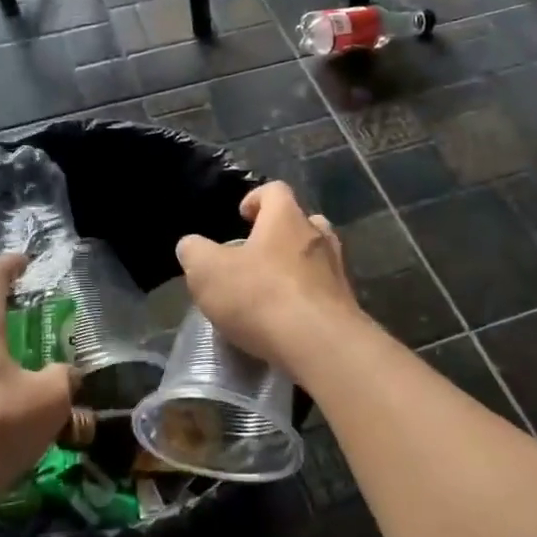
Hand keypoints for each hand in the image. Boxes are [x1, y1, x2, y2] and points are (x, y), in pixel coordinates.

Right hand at [175, 182, 361, 367]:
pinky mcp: (346, 306)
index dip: (256, 198)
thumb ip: (194, 253)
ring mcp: (337, 271)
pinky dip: (307, 298)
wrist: (321, 346)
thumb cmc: (261, 296)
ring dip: (296, 266)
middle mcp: (318, 237)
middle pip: (302, 222)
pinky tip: (287, 320)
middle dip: (280, 233)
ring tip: (272, 287)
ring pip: (317, 257)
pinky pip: (324, 292)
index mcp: (286, 219)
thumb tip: (191, 246)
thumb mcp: (208, 272)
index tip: (242, 215)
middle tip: (257, 253)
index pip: (275, 190)